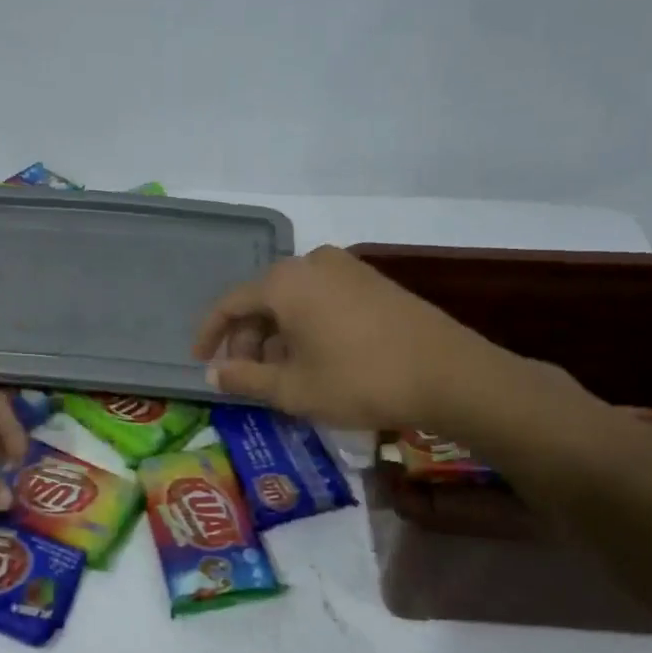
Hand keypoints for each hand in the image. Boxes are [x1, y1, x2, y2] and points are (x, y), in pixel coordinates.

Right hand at [192, 245, 543, 434]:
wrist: (450, 375)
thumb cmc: (360, 381)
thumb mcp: (292, 389)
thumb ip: (244, 378)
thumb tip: (212, 374)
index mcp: (285, 283)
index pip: (230, 303)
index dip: (209, 334)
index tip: (201, 361)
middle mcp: (311, 263)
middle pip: (262, 299)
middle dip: (247, 337)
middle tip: (245, 374)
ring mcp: (347, 269)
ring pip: (293, 299)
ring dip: (277, 334)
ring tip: (280, 372)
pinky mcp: (373, 282)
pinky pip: (321, 298)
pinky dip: (306, 325)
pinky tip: (314, 357)